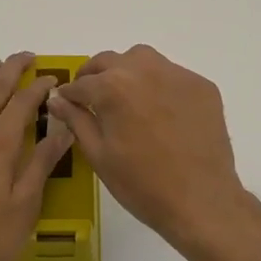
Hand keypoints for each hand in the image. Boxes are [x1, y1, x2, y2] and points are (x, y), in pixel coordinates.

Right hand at [47, 45, 247, 251]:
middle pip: (110, 61)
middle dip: (95, 76)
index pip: (81, 83)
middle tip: (92, 98)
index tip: (68, 103)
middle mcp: (144, 70)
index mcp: (113, 87)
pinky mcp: (203, 86)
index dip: (70, 95)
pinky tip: (161, 112)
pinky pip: (173, 75)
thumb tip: (57, 100)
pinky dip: (159, 85)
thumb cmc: (141, 184)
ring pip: (144, 59)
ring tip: (126, 98)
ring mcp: (178, 75)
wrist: (201, 201)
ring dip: (127, 71)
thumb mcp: (99, 155)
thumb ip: (77, 120)